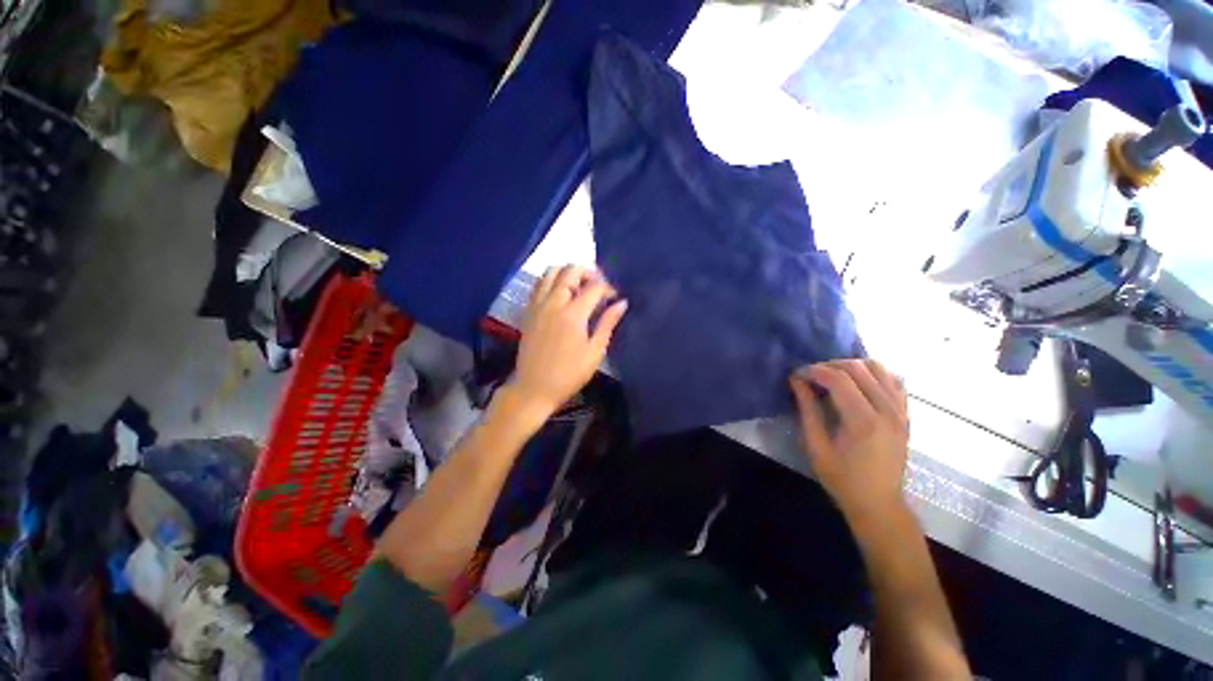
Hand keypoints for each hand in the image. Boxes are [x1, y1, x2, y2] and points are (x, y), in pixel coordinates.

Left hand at [510, 265, 627, 417]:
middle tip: (598, 286)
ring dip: (568, 272)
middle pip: (570, 270)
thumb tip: (621, 303)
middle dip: (588, 272)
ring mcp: (537, 305)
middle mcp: (553, 302)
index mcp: (573, 313)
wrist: (533, 388)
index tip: (614, 298)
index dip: (608, 288)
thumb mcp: (594, 352)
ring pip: (551, 272)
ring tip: (579, 286)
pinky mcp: (528, 311)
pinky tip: (560, 294)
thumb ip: (607, 323)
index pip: (594, 286)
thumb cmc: (569, 374)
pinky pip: (538, 284)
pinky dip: (551, 280)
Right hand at [789, 359, 909, 531]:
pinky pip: (894, 380)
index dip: (813, 371)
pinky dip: (874, 374)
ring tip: (833, 376)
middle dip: (829, 365)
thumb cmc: (842, 479)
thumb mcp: (815, 446)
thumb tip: (796, 381)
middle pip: (858, 368)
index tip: (796, 375)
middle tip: (810, 375)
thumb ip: (807, 410)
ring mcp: (901, 411)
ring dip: (852, 365)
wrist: (879, 504)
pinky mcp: (906, 415)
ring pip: (879, 368)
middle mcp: (887, 411)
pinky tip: (858, 383)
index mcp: (863, 421)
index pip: (838, 379)